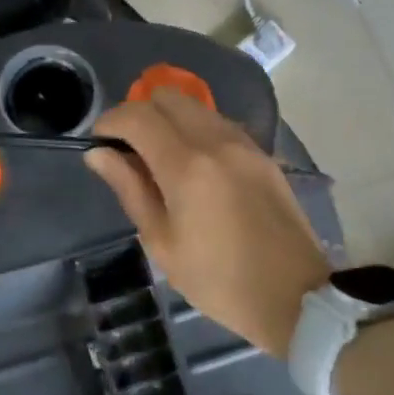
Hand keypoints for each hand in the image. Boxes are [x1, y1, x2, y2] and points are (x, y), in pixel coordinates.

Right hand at [86, 90, 330, 359]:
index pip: (138, 117)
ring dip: (168, 119)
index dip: (110, 121)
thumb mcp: (161, 242)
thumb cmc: (217, 279)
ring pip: (195, 106)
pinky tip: (192, 164)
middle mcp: (217, 141)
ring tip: (158, 156)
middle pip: (167, 97)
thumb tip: (98, 153)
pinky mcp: (262, 154)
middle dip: (139, 113)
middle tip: (127, 147)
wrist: (294, 296)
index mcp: (187, 166)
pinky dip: (195, 129)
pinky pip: (218, 123)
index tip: (98, 141)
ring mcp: (244, 144)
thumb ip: (129, 189)